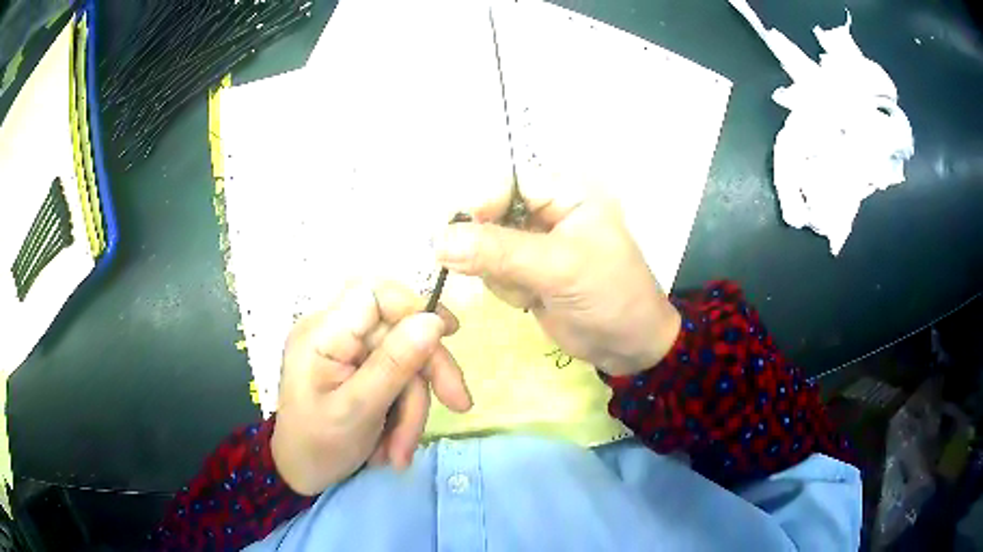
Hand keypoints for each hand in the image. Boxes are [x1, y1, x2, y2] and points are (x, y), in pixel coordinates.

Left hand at [272, 282, 471, 495]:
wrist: (302, 473)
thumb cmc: (318, 446)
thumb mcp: (357, 411)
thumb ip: (393, 365)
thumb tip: (433, 320)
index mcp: (322, 334)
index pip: (374, 293)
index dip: (414, 306)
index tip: (449, 335)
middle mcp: (335, 333)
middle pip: (398, 330)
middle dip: (427, 372)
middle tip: (458, 404)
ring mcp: (348, 351)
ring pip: (404, 360)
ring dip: (414, 406)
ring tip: (401, 451)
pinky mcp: (359, 369)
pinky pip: (397, 378)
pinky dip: (405, 411)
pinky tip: (394, 444)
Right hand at [434, 186, 680, 376]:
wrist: (629, 347)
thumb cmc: (610, 297)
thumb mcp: (560, 269)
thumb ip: (500, 251)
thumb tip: (439, 240)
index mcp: (566, 193)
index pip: (507, 183)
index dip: (478, 204)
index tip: (453, 236)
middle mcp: (547, 211)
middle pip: (489, 214)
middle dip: (490, 248)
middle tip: (503, 274)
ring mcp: (534, 244)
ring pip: (484, 247)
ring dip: (500, 274)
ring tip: (532, 292)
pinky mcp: (525, 272)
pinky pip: (492, 271)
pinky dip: (505, 289)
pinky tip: (531, 301)